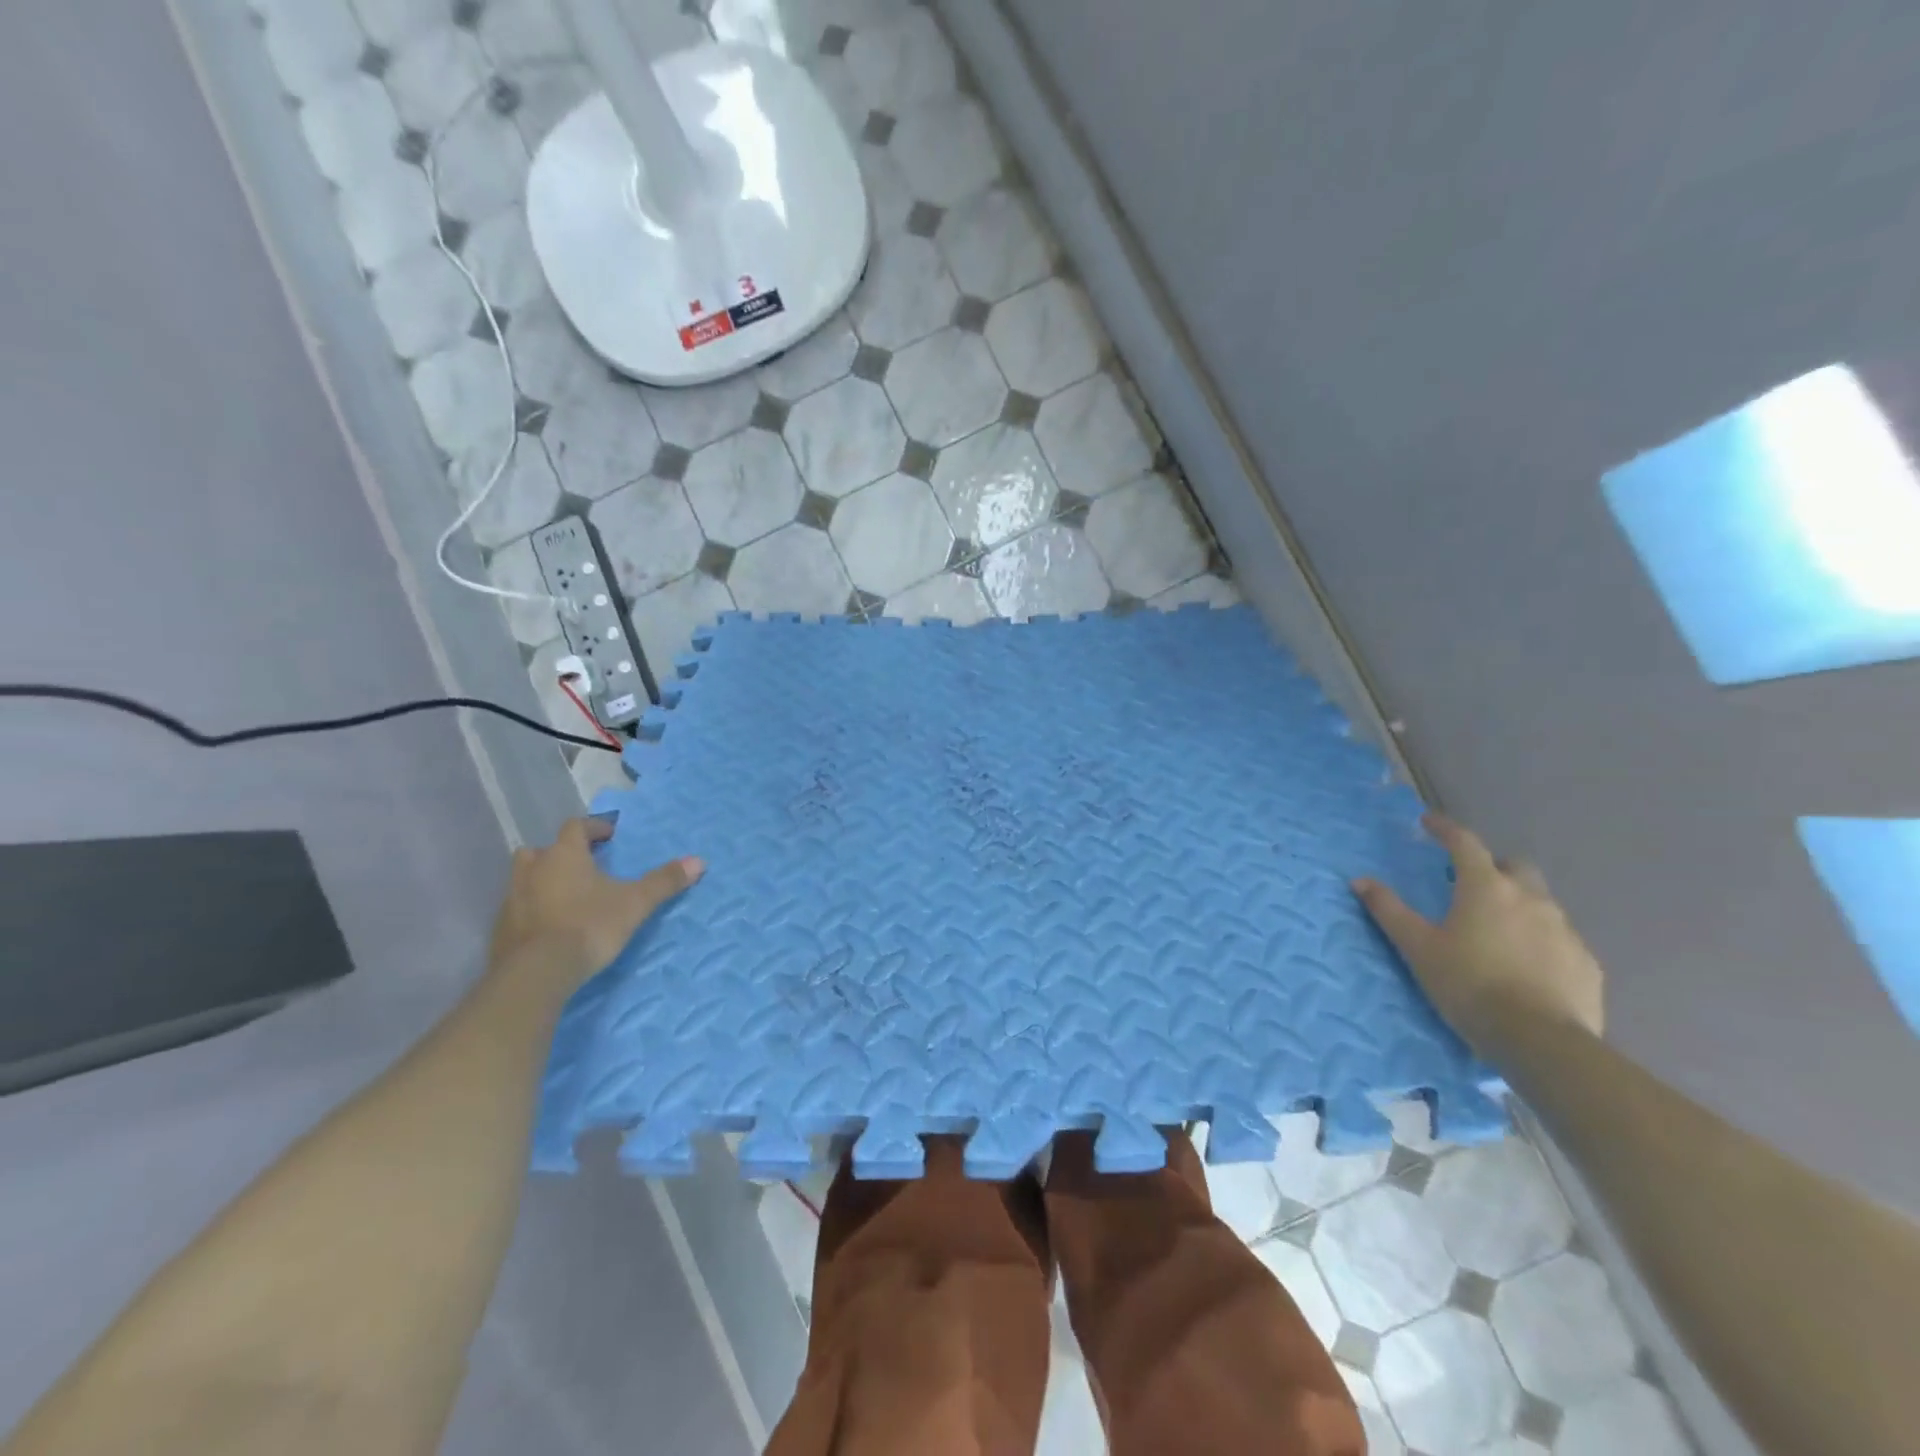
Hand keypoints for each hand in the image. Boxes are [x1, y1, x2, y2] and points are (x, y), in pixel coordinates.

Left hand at [487, 817, 702, 993]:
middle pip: (542, 850)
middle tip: (583, 866)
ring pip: (526, 878)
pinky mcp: (502, 929)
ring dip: (544, 881)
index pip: (576, 827)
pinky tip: (552, 926)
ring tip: (568, 896)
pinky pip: (519, 908)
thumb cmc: (589, 926)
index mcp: (563, 855)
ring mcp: (512, 899)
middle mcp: (533, 869)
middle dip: (561, 854)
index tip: (610, 835)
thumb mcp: (635, 903)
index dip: (594, 827)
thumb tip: (699, 861)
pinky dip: (534, 910)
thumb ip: (664, 881)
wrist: (537, 973)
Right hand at [1353, 813, 1603, 1056]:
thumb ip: (1389, 910)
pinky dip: (1540, 940)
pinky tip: (1526, 965)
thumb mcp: (1418, 947)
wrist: (1540, 1041)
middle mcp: (1530, 899)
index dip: (1445, 829)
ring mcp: (1565, 930)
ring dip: (1518, 905)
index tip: (1428, 823)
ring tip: (1497, 931)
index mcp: (1486, 888)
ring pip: (1540, 903)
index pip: (1464, 843)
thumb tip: (1360, 881)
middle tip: (1469, 885)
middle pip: (1514, 867)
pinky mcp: (1586, 963)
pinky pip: (1560, 939)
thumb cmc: (1469, 984)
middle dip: (1492, 867)